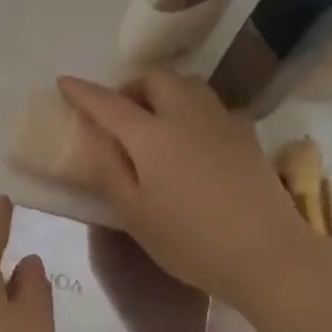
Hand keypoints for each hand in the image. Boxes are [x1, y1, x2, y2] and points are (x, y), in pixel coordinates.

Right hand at [56, 70, 308, 308]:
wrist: (266, 253)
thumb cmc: (190, 241)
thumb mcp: (134, 215)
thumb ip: (108, 172)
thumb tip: (91, 140)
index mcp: (151, 135)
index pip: (109, 103)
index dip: (83, 92)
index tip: (64, 83)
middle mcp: (187, 116)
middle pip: (156, 78)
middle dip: (131, 86)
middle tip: (119, 113)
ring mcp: (222, 122)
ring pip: (189, 85)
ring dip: (165, 92)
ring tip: (155, 122)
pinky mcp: (247, 136)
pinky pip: (213, 107)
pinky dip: (193, 111)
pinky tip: (193, 140)